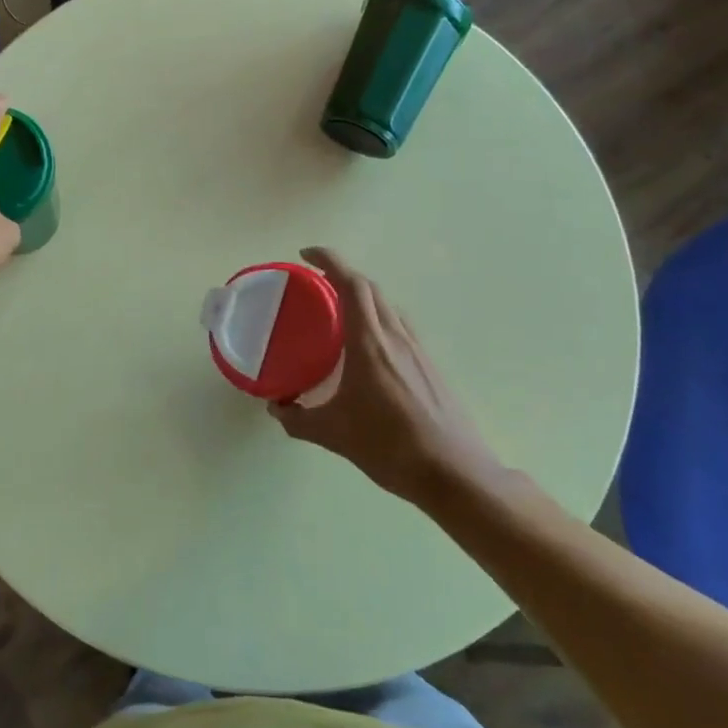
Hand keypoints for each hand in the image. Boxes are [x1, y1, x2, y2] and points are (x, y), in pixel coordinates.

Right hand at [269, 248, 505, 509]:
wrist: (453, 472)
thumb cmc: (388, 447)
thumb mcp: (332, 434)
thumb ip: (297, 418)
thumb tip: (275, 407)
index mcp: (369, 343)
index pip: (352, 284)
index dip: (329, 260)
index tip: (306, 255)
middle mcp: (396, 337)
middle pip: (370, 289)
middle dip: (342, 276)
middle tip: (316, 284)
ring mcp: (417, 350)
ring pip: (387, 307)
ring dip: (363, 298)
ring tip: (339, 314)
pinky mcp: (430, 367)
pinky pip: (400, 328)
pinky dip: (378, 321)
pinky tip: (368, 351)